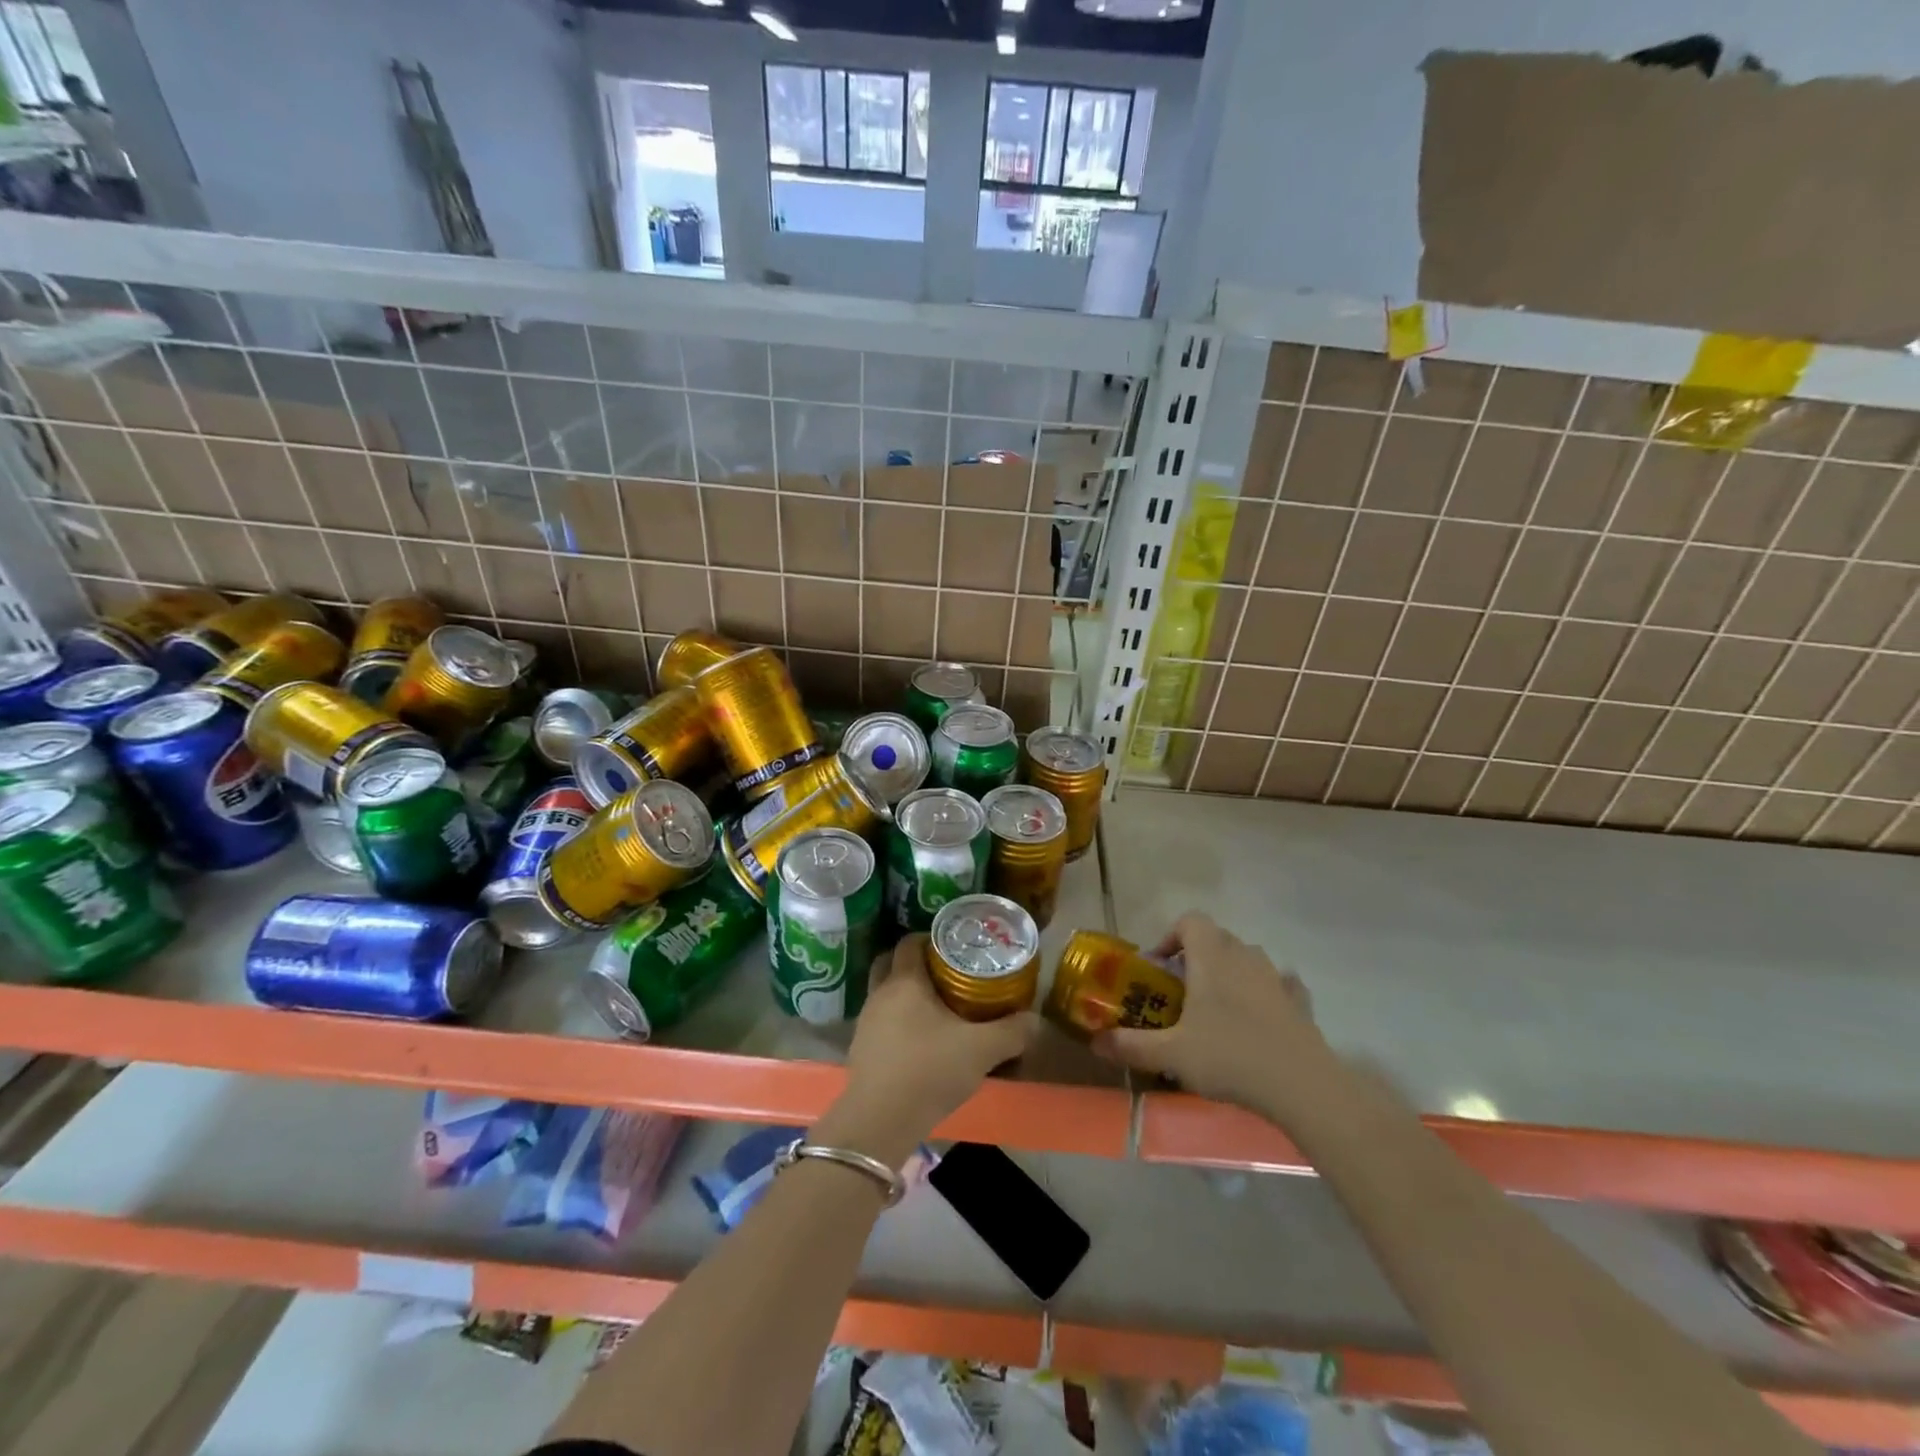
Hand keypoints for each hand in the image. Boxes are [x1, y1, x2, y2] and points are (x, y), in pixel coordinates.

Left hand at [827, 935, 1039, 1163]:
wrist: (880, 1121)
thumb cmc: (930, 1070)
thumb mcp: (981, 1050)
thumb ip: (1012, 1032)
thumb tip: (1035, 1020)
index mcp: (905, 981)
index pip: (909, 942)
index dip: (930, 938)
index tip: (954, 946)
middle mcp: (880, 994)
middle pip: (890, 963)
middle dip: (914, 963)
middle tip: (944, 973)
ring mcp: (866, 1023)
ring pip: (884, 994)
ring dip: (905, 995)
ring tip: (937, 1009)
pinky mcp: (861, 1050)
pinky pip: (881, 1023)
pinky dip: (898, 1023)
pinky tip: (920, 1041)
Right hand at [1093, 912, 1329, 1111]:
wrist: (1302, 1086)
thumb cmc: (1229, 1057)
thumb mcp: (1170, 1055)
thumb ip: (1131, 1045)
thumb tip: (1095, 1042)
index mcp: (1211, 956)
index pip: (1189, 921)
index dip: (1170, 937)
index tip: (1159, 969)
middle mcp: (1244, 956)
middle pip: (1216, 938)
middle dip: (1196, 958)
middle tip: (1181, 994)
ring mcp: (1277, 977)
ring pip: (1247, 960)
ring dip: (1230, 973)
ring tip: (1217, 1010)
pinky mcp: (1300, 1003)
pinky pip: (1279, 985)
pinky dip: (1266, 993)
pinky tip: (1259, 1020)